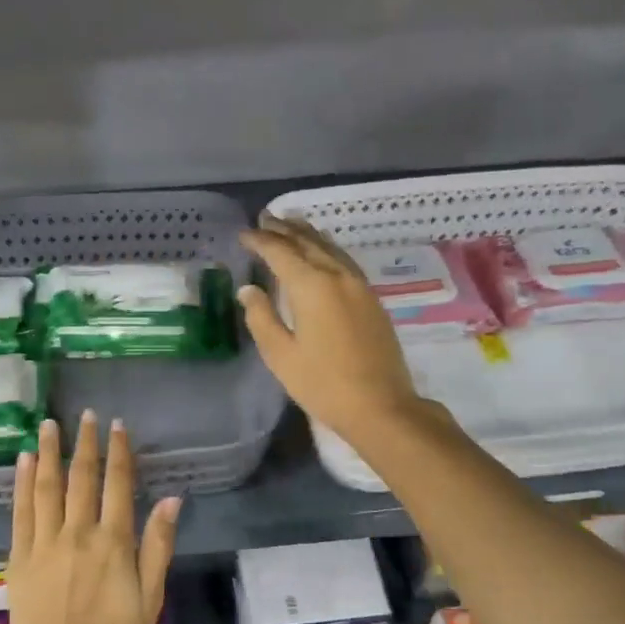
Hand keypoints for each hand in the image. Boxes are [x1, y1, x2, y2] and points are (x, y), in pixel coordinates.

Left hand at [6, 411, 181, 623]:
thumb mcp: (151, 600)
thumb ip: (158, 546)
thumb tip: (171, 498)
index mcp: (113, 543)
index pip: (118, 484)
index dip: (119, 451)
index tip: (118, 425)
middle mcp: (78, 533)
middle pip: (81, 477)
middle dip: (85, 443)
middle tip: (85, 415)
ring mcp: (44, 543)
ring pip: (47, 487)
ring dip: (49, 452)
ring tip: (48, 424)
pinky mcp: (19, 558)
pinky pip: (20, 511)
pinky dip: (22, 483)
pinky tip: (24, 461)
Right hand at [237, 215, 435, 450]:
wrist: (380, 405)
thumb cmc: (323, 384)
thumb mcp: (281, 355)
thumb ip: (262, 317)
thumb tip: (249, 290)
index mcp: (311, 286)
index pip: (280, 253)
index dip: (260, 241)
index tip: (244, 234)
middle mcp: (337, 276)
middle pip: (307, 242)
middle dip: (284, 230)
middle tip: (265, 219)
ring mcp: (359, 285)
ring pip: (330, 248)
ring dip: (308, 234)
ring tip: (290, 224)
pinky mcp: (371, 298)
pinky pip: (344, 260)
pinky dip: (327, 248)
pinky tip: (323, 250)